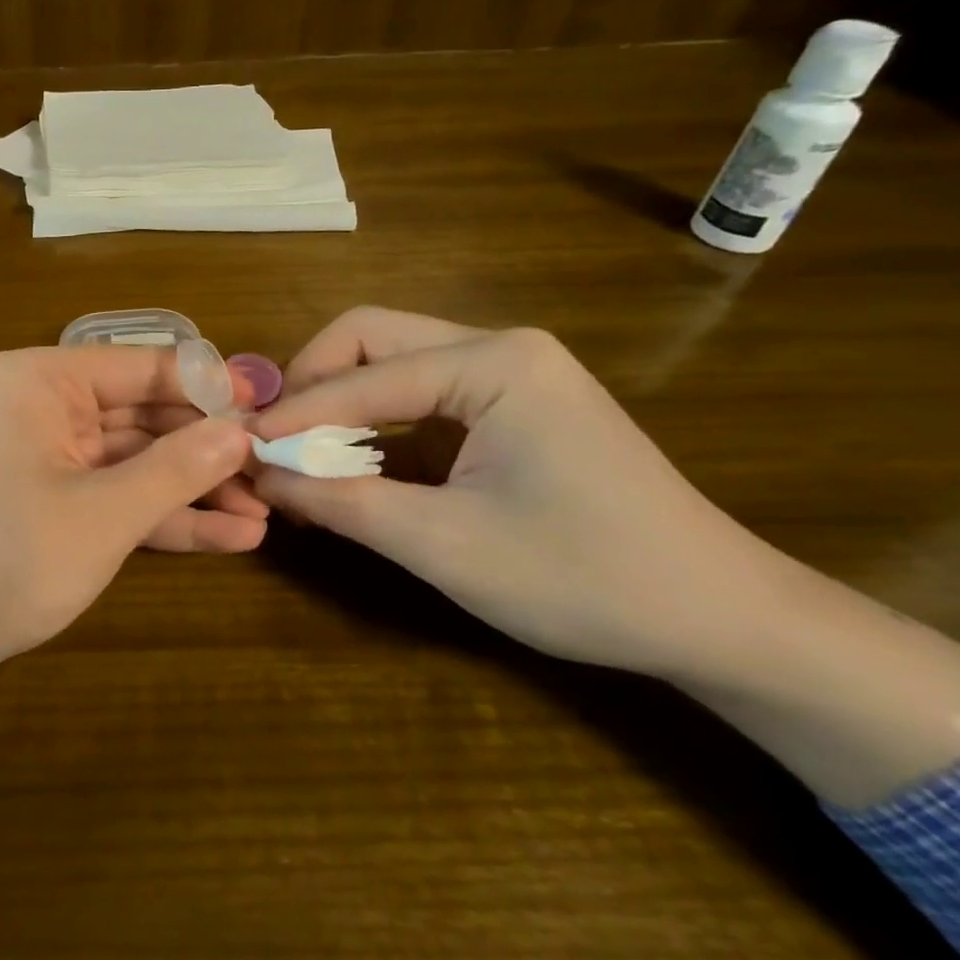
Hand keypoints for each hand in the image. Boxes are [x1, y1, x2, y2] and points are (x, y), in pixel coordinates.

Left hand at [0, 345, 262, 684]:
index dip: (210, 389)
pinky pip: (112, 498)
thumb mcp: (99, 514)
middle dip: (206, 449)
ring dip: (192, 489)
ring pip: (133, 463)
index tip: (270, 412)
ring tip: (264, 513)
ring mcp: (44, 460)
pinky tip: (228, 537)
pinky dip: (161, 517)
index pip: (144, 368)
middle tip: (276, 472)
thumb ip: (174, 468)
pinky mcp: (47, 507)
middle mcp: (43, 408)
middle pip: (143, 416)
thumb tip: (239, 430)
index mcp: (42, 381)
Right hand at [249, 307, 769, 678]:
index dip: (294, 414)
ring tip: (299, 461)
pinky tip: (350, 469)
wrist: (720, 619)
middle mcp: (498, 347)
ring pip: (389, 366)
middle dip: (311, 389)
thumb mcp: (444, 545)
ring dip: (338, 410)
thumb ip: (341, 502)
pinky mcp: (509, 406)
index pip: (362, 373)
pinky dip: (374, 430)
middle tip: (273, 442)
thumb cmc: (585, 578)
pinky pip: (418, 399)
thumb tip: (259, 475)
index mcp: (494, 362)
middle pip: (370, 340)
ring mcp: (508, 374)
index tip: (239, 449)